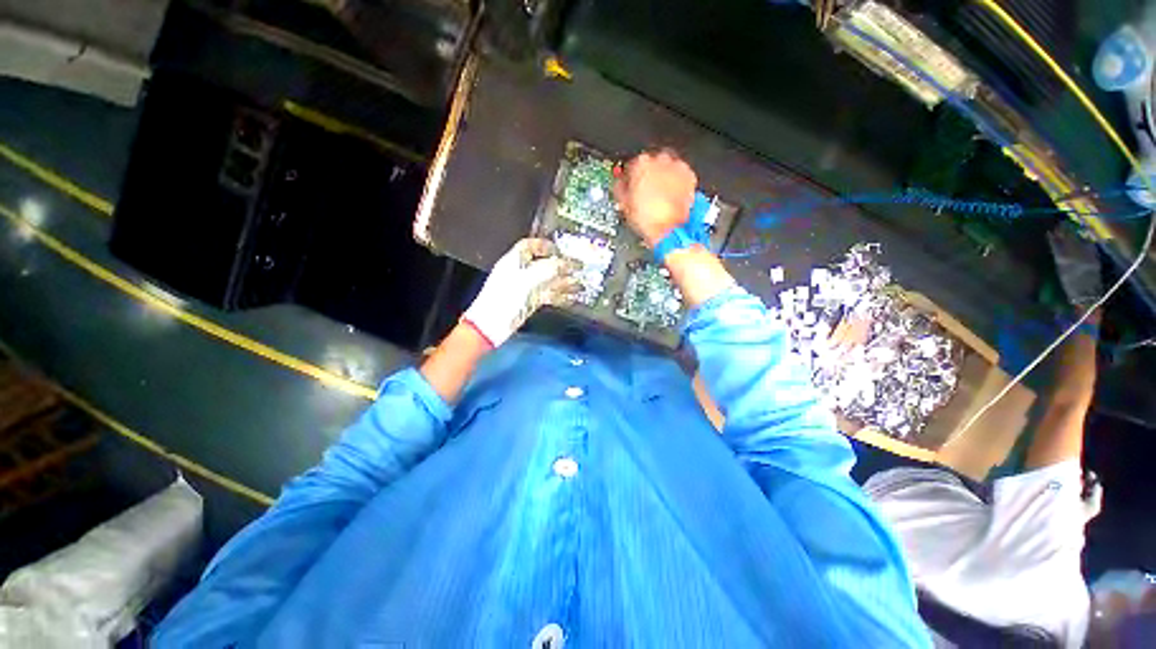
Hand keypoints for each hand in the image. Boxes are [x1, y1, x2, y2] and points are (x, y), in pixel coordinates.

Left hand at [463, 238, 579, 346]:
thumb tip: (566, 263)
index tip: (561, 250)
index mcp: (513, 261)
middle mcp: (519, 273)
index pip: (529, 246)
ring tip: (581, 284)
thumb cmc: (505, 299)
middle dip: (561, 266)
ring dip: (564, 282)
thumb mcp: (528, 280)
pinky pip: (547, 296)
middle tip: (578, 268)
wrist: (490, 326)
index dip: (545, 246)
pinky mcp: (528, 303)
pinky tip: (571, 298)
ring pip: (547, 281)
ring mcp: (524, 289)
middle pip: (542, 264)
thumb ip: (548, 269)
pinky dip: (559, 296)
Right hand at [614, 149, 697, 246]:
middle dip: (648, 176)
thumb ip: (620, 189)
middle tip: (645, 191)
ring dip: (663, 178)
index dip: (630, 178)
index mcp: (641, 164)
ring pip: (667, 168)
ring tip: (659, 195)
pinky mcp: (690, 176)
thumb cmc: (650, 220)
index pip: (632, 165)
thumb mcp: (624, 205)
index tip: (630, 185)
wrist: (670, 230)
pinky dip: (676, 183)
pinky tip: (670, 196)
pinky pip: (680, 176)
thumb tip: (619, 186)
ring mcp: (677, 167)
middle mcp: (661, 160)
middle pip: (651, 164)